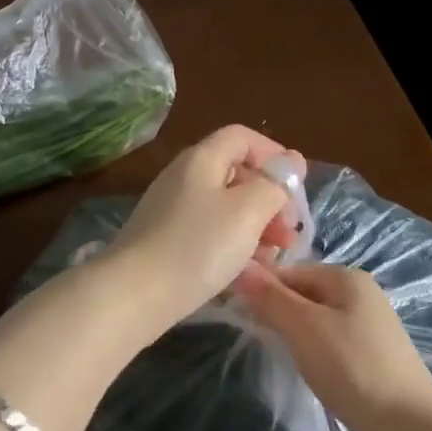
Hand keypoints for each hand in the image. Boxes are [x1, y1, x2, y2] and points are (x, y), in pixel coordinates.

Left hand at [95, 125, 302, 336]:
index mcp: (202, 159)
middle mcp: (184, 176)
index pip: (242, 137)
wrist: (135, 294)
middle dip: (270, 198)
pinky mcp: (165, 239)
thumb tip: (292, 161)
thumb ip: (275, 184)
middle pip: (236, 172)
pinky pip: (208, 230)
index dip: (274, 154)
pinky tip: (245, 270)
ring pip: (225, 206)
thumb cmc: (198, 246)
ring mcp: (171, 208)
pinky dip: (232, 243)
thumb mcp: (248, 211)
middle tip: (290, 234)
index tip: (296, 188)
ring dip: (255, 225)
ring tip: (274, 256)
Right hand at [234, 262, 431, 430]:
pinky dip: (313, 348)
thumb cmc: (351, 366)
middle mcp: (360, 293)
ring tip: (275, 350)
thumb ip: (270, 296)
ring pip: (316, 317)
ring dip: (293, 330)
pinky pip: (330, 339)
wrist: (409, 427)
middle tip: (251, 331)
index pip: (290, 270)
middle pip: (304, 291)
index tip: (236, 308)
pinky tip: (306, 366)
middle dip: (277, 308)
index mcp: (346, 276)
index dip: (261, 286)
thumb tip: (240, 268)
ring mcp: (369, 324)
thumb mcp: (302, 326)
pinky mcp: (372, 354)